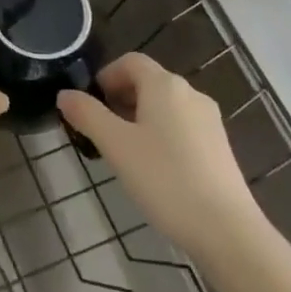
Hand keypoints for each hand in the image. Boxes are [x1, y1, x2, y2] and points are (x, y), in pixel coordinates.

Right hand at [57, 53, 258, 258]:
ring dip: (139, 117)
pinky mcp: (219, 146)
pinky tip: (153, 167)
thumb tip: (64, 94)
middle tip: (100, 130)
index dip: (105, 76)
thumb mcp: (116, 145)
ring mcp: (209, 120)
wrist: (226, 229)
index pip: (130, 62)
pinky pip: (181, 126)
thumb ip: (87, 115)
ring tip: (123, 151)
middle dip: (120, 98)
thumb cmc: (164, 178)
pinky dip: (161, 133)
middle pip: (148, 82)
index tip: (89, 103)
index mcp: (165, 85)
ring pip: (165, 106)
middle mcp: (190, 93)